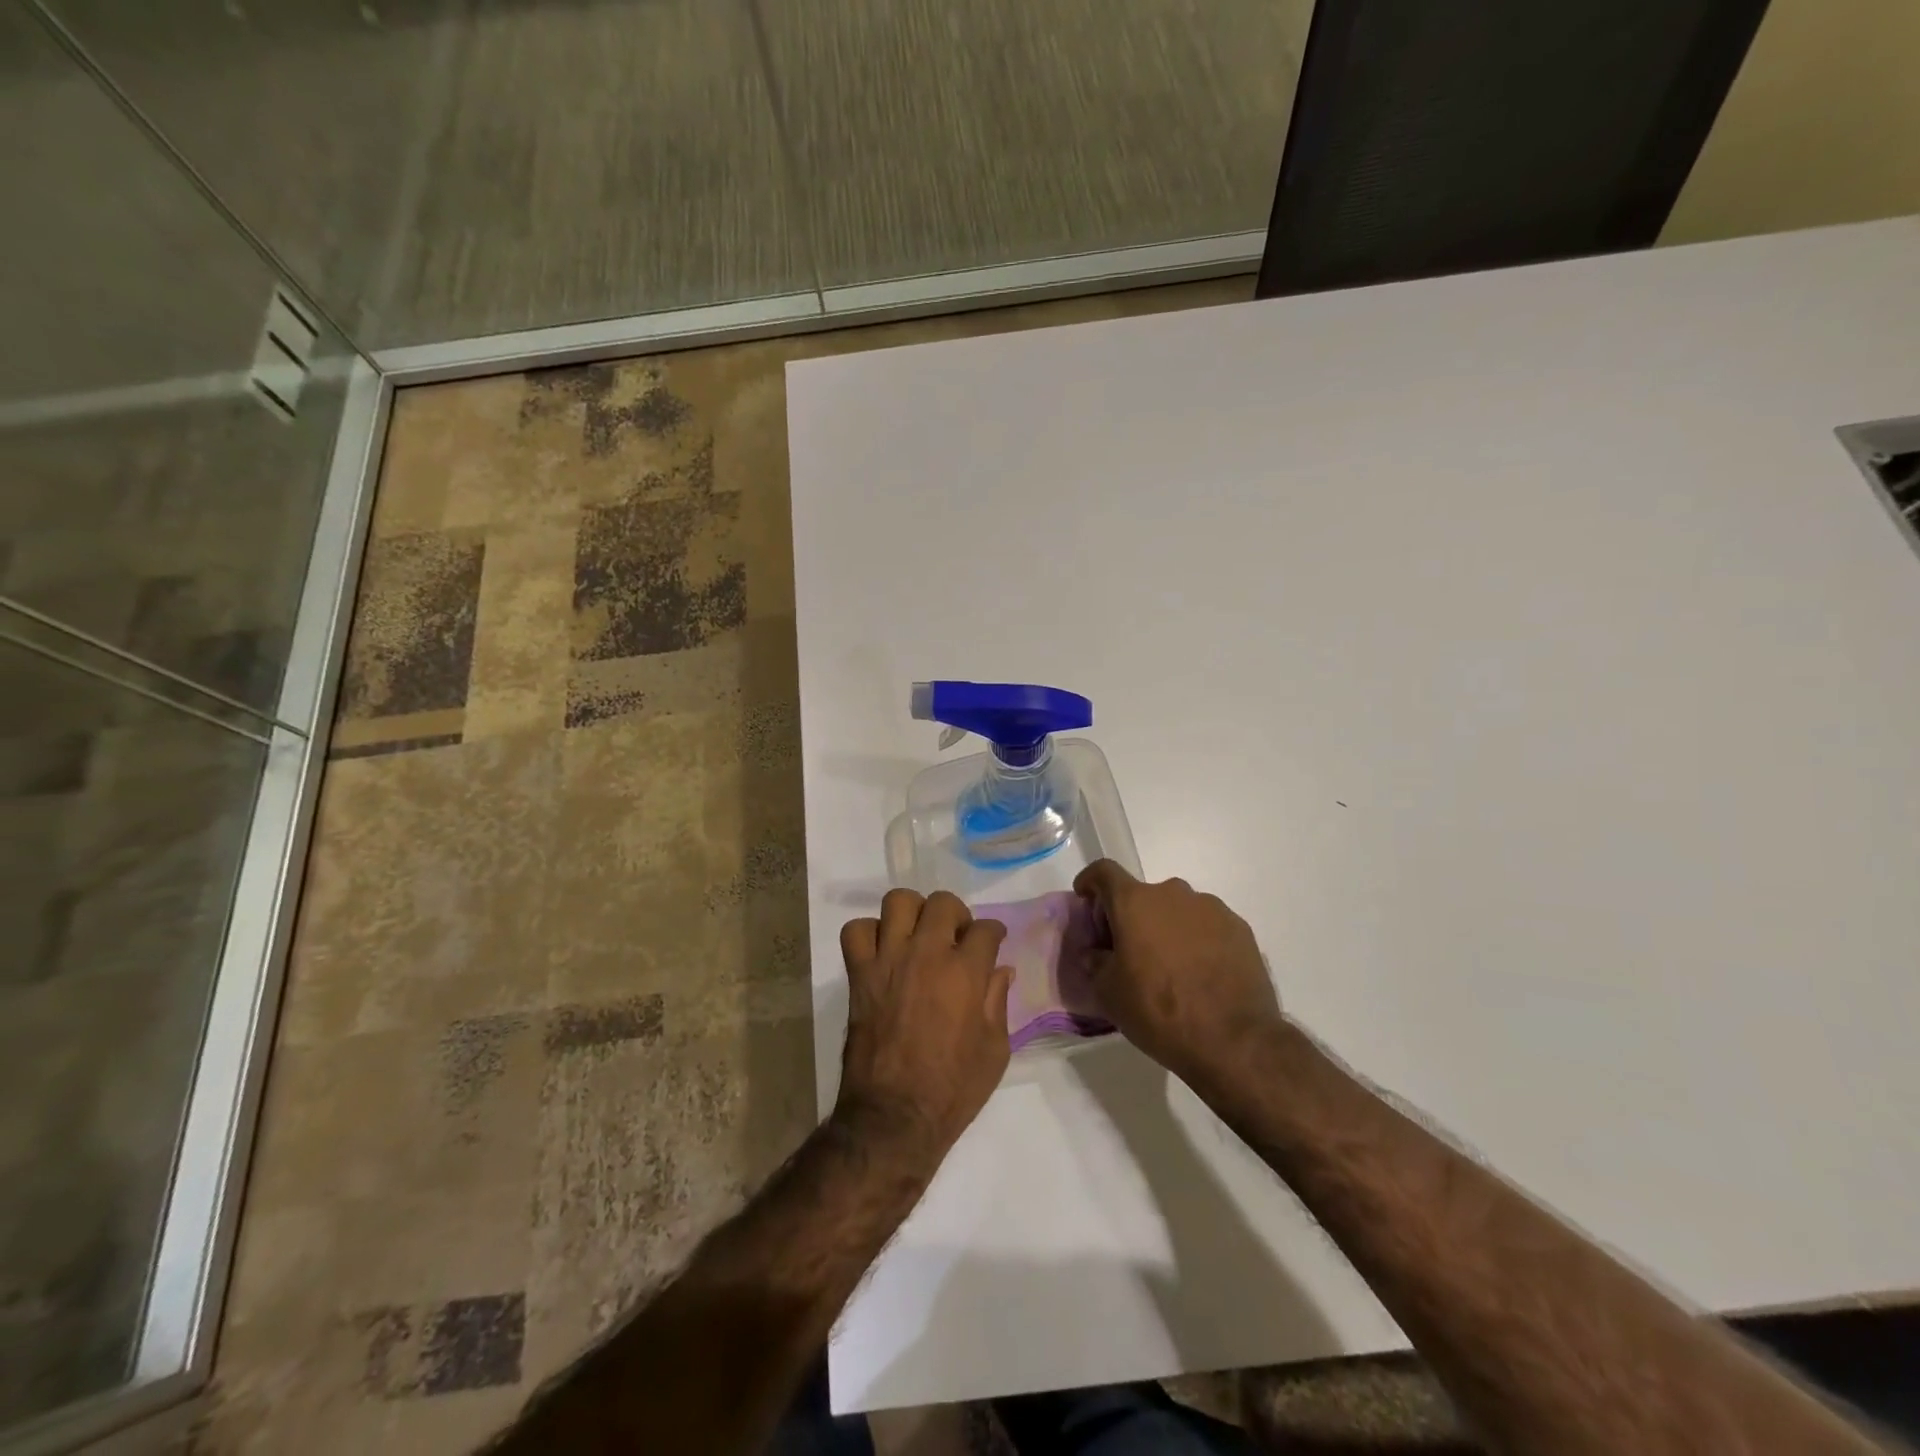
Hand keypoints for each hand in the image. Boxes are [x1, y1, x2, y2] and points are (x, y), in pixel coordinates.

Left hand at [835, 890, 1013, 1162]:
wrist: (894, 1117)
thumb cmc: (953, 1089)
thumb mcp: (995, 1051)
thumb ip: (998, 1002)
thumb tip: (1000, 970)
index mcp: (966, 973)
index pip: (986, 929)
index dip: (993, 933)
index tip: (992, 943)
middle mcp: (927, 954)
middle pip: (942, 903)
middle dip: (956, 915)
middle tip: (956, 938)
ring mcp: (889, 960)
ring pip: (898, 902)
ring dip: (912, 913)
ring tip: (918, 935)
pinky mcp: (860, 974)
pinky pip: (857, 931)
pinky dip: (869, 934)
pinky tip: (883, 952)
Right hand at [1073, 860, 1282, 1091]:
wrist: (1234, 1041)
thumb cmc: (1159, 1012)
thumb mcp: (1109, 994)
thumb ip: (1096, 962)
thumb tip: (1097, 952)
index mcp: (1134, 902)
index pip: (1104, 872)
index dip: (1090, 881)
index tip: (1086, 899)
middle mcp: (1173, 894)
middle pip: (1143, 894)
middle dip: (1131, 916)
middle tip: (1129, 951)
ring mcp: (1211, 908)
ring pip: (1177, 910)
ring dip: (1167, 928)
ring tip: (1170, 967)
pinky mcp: (1240, 929)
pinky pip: (1207, 925)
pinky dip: (1197, 940)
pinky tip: (1201, 973)